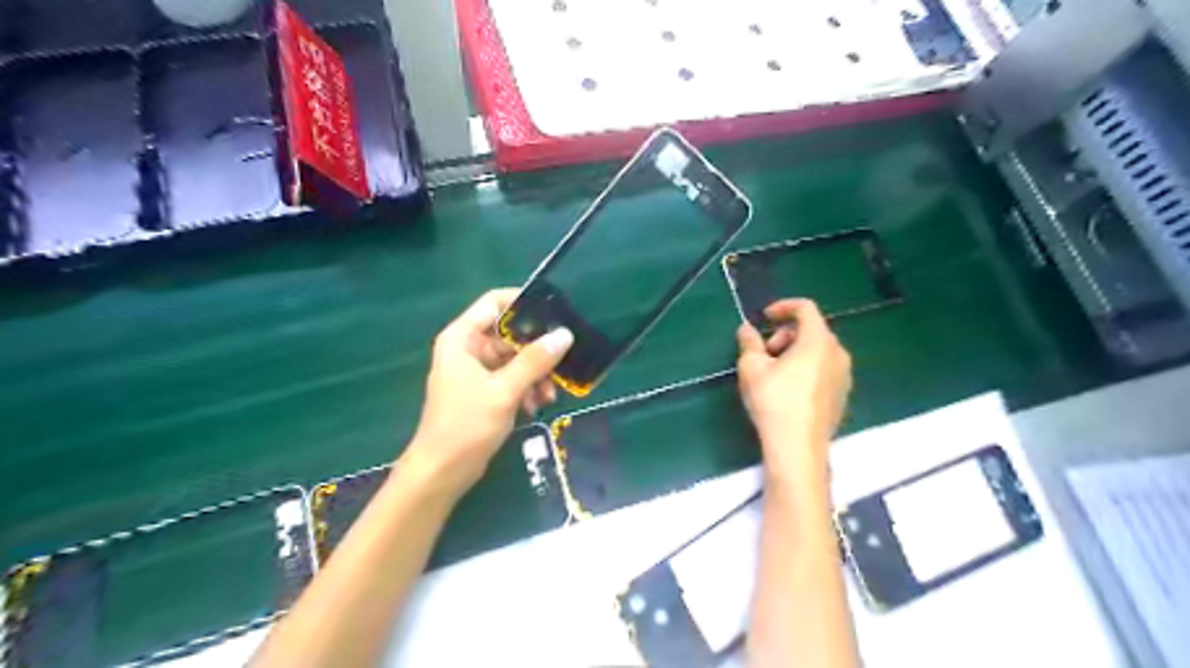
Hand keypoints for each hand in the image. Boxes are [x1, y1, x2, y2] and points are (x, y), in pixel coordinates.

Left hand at [405, 290, 572, 491]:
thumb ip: (535, 361)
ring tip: (550, 395)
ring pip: (515, 358)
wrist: (442, 472)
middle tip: (562, 362)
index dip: (523, 301)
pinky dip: (526, 388)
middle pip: (509, 333)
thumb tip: (565, 334)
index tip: (555, 312)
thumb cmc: (466, 425)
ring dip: (535, 374)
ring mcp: (476, 371)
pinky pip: (511, 378)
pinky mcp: (484, 391)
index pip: (494, 302)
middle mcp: (468, 348)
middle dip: (536, 350)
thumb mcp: (504, 391)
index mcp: (462, 338)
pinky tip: (537, 406)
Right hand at [740, 298, 850, 479]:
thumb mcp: (752, 368)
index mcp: (818, 341)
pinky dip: (807, 369)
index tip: (765, 317)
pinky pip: (824, 369)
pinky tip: (788, 391)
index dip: (783, 307)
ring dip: (795, 353)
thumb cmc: (774, 401)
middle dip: (785, 335)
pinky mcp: (842, 395)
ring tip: (774, 374)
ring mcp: (844, 375)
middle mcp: (838, 353)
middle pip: (812, 330)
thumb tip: (746, 329)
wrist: (797, 447)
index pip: (805, 308)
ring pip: (818, 351)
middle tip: (765, 354)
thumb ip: (749, 343)